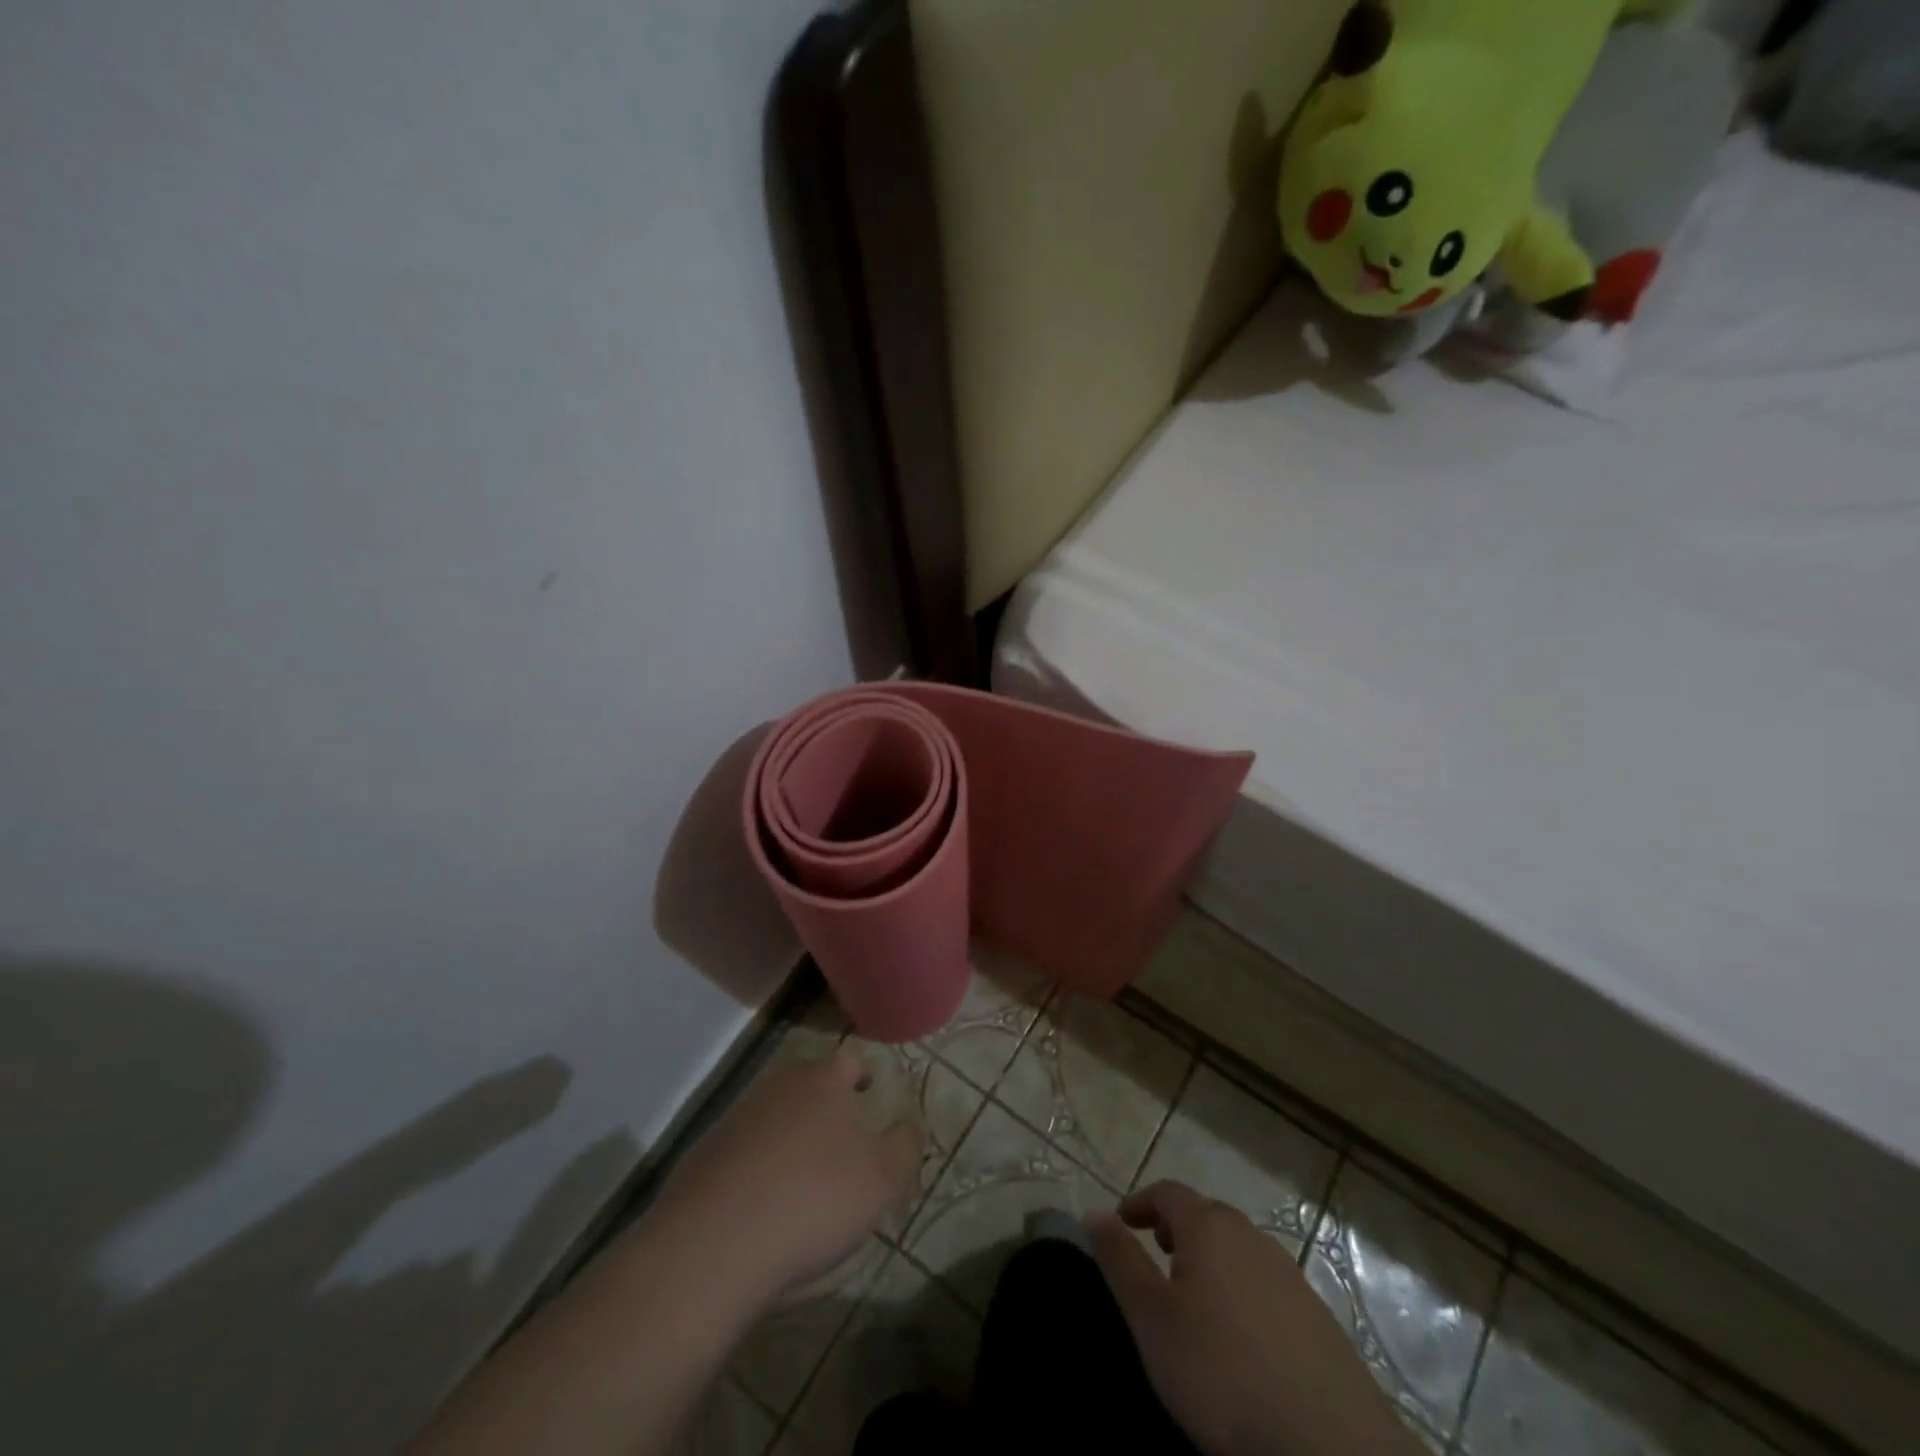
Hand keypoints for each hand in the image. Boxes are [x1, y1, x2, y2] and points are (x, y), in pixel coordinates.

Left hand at [651, 1046, 922, 1299]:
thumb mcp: (881, 1179)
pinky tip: (763, 1204)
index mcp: (822, 1080)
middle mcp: (778, 1086)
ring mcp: (736, 1118)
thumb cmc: (814, 1198)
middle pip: (807, 1083)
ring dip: (790, 1135)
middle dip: (824, 1103)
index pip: (848, 1060)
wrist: (715, 1243)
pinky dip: (757, 1167)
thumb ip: (903, 1147)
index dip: (862, 1074)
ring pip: (774, 1115)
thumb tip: (908, 1126)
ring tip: (803, 1175)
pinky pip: (743, 1151)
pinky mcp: (704, 1155)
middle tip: (841, 1136)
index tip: (869, 1090)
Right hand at [1091, 1180, 1424, 1455]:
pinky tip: (1241, 1339)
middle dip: (1176, 1229)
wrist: (1333, 1449)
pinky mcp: (1319, 1320)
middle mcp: (1251, 1237)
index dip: (1139, 1202)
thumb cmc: (1223, 1374)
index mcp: (1210, 1227)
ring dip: (1211, 1261)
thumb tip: (1094, 1212)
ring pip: (1239, 1251)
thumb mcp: (1152, 1319)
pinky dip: (1242, 1293)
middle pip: (1207, 1217)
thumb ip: (1120, 1261)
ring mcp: (1291, 1277)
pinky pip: (1266, 1287)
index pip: (1167, 1192)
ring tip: (1193, 1299)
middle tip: (1155, 1256)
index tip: (1120, 1222)